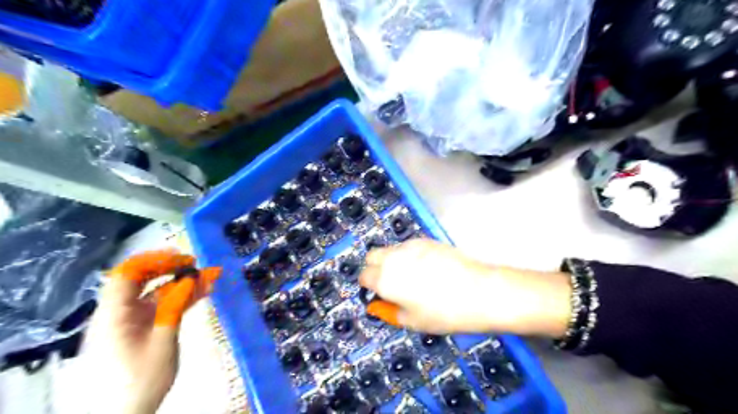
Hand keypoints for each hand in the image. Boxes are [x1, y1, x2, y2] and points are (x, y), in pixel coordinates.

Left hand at [87, 249, 217, 413]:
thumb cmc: (139, 380)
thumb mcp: (162, 342)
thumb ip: (175, 306)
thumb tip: (190, 278)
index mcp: (114, 314)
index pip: (127, 274)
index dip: (154, 260)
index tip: (183, 257)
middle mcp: (119, 313)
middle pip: (141, 280)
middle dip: (170, 269)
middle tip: (197, 264)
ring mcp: (130, 322)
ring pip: (155, 294)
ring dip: (181, 285)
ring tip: (209, 278)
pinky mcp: (140, 331)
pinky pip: (160, 308)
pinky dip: (180, 300)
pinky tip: (202, 294)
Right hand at [361, 238, 572, 337]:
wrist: (481, 291)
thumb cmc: (445, 313)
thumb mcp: (413, 322)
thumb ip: (389, 312)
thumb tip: (378, 305)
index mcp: (386, 279)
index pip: (364, 276)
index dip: (369, 286)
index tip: (379, 294)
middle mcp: (394, 258)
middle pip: (372, 256)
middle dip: (375, 268)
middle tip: (391, 283)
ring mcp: (411, 246)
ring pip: (390, 249)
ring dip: (392, 260)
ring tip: (411, 275)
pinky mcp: (427, 240)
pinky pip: (408, 246)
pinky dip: (408, 255)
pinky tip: (427, 267)